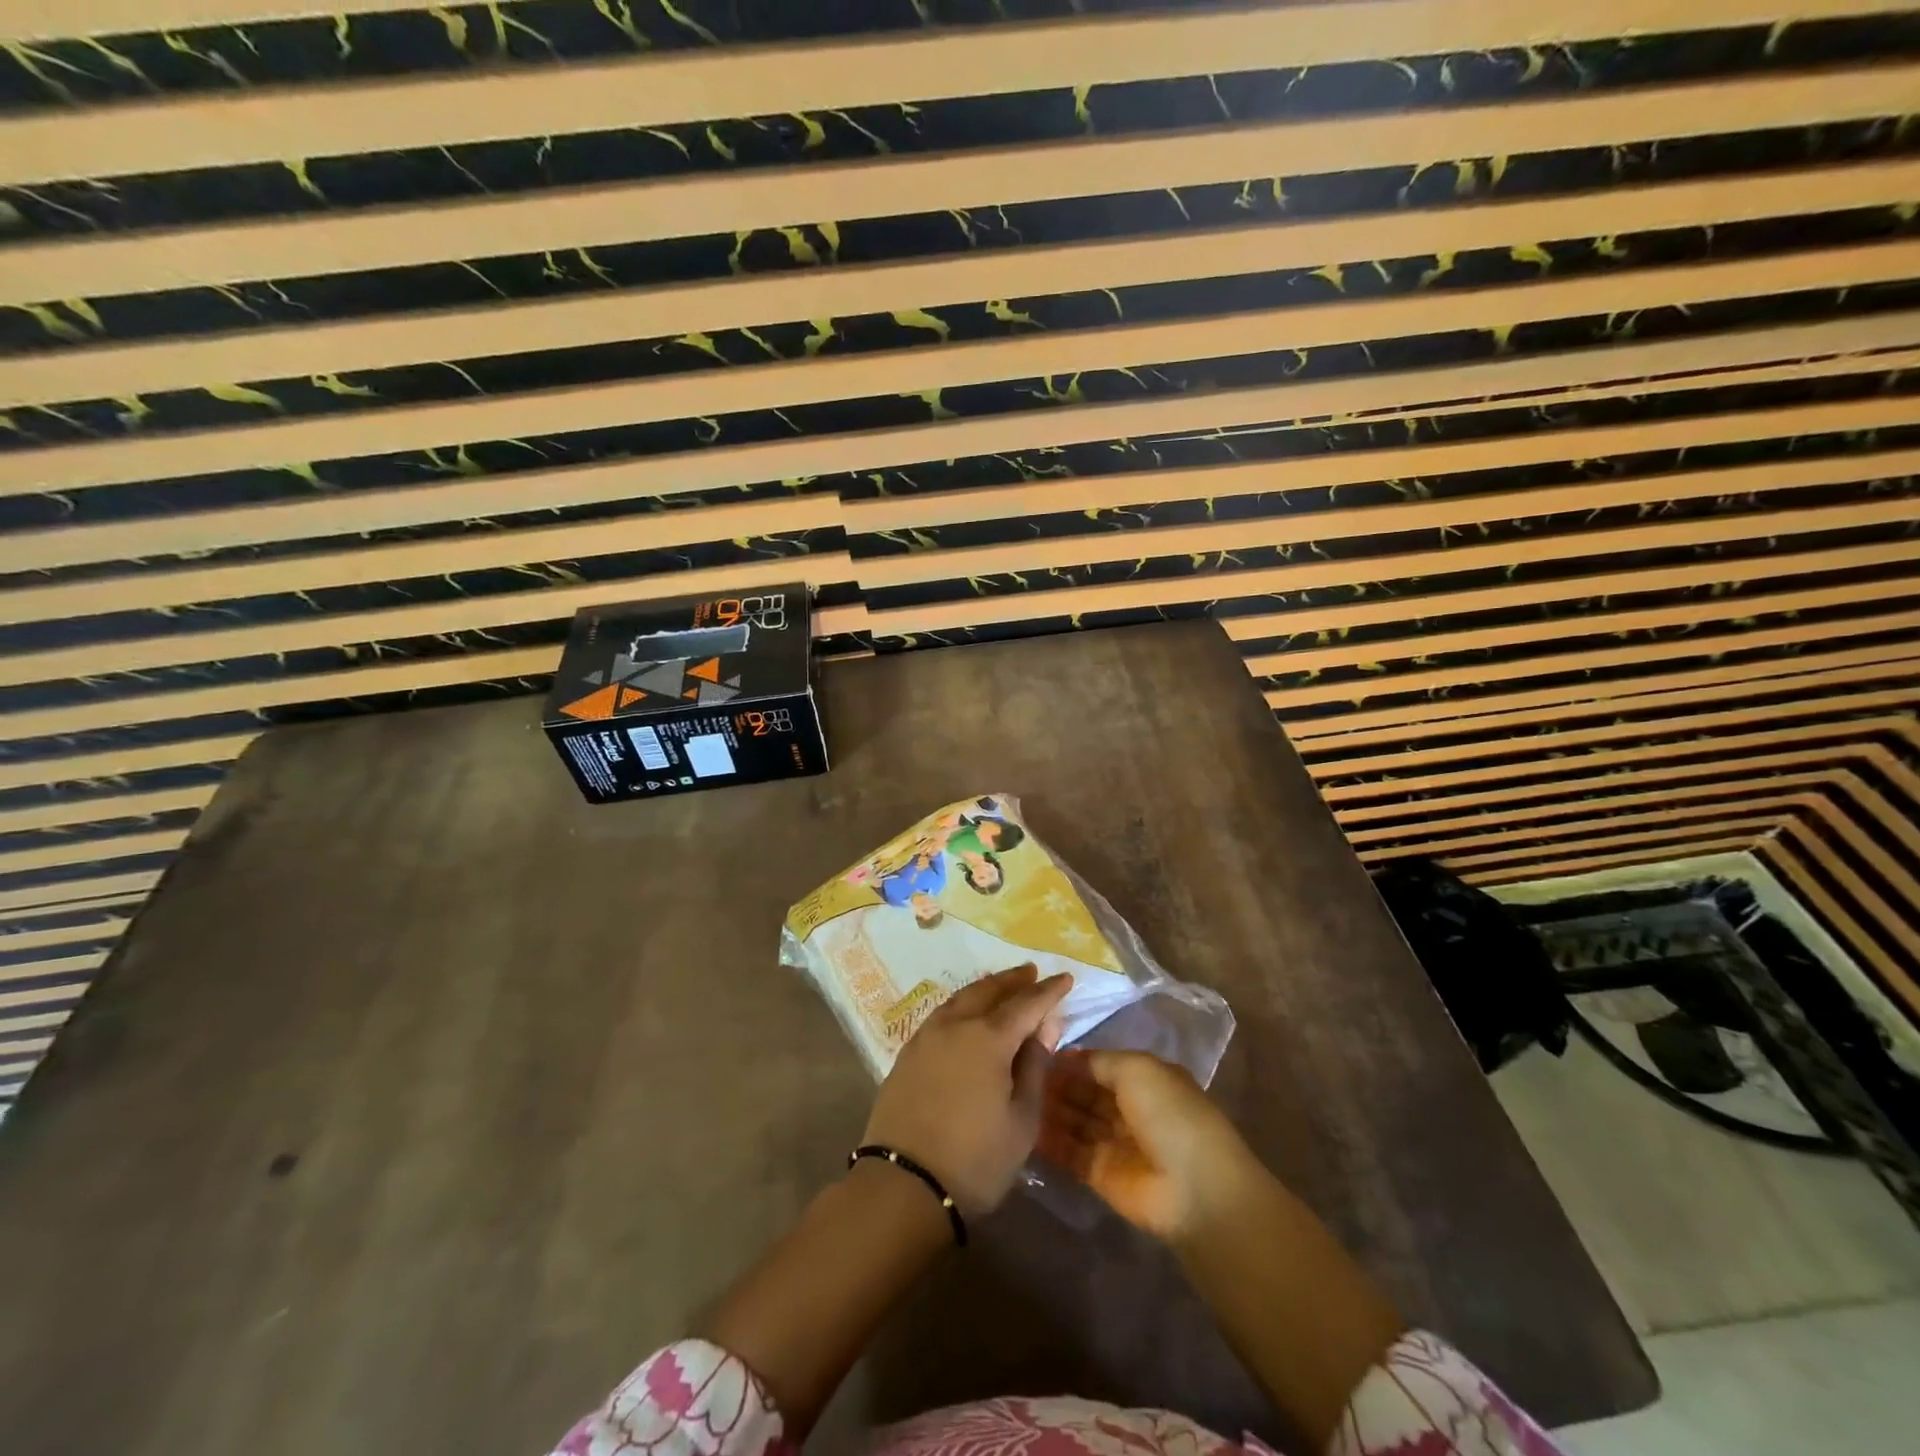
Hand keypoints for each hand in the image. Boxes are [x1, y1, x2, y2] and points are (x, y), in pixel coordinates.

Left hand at [862, 964, 1071, 1217]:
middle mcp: (956, 1026)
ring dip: (985, 988)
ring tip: (1000, 985)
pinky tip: (965, 1013)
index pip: (1026, 1004)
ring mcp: (927, 1037)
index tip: (1065, 978)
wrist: (904, 1184)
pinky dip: (961, 1004)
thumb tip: (1044, 1027)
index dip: (1048, 991)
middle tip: (1031, 972)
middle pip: (988, 990)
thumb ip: (1033, 1067)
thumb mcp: (1021, 1121)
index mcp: (989, 1039)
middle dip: (1013, 980)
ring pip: (961, 998)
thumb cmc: (975, 1159)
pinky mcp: (908, 1053)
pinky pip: (941, 1014)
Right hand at [1038, 1049, 1257, 1242]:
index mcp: (1144, 1079)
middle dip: (1057, 1084)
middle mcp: (1129, 1108)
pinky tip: (1024, 1128)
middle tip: (1019, 1075)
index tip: (1036, 1051)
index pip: (1099, 1065)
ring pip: (1076, 1120)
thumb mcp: (1137, 1069)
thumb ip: (1099, 1061)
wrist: (1194, 1190)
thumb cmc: (1169, 1114)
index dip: (1071, 1060)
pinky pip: (1070, 1153)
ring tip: (1016, 1098)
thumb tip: (1067, 1058)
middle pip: (1085, 1092)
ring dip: (1050, 1110)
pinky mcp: (1101, 1176)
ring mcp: (1115, 1143)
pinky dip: (1050, 1141)